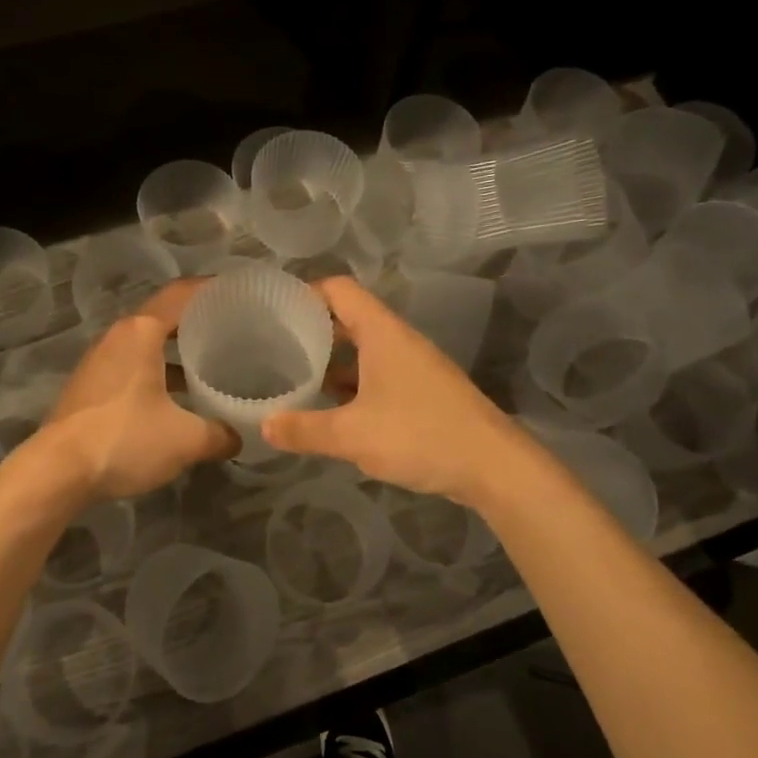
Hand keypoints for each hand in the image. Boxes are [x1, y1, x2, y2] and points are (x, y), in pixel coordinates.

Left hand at [40, 279, 238, 499]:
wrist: (57, 472)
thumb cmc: (124, 439)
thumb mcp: (185, 440)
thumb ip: (219, 434)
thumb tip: (238, 437)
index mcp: (140, 332)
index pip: (181, 294)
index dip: (212, 289)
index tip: (240, 293)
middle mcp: (117, 337)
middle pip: (163, 318)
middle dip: (198, 323)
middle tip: (234, 333)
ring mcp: (99, 362)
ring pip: (146, 346)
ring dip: (177, 353)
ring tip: (211, 366)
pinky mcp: (90, 387)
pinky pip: (132, 367)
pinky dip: (158, 373)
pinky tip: (178, 399)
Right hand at [262, 277, 526, 506]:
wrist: (494, 467)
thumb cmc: (420, 436)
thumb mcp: (352, 435)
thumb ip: (305, 429)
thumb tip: (264, 425)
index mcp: (382, 333)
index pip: (339, 290)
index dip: (306, 292)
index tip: (274, 311)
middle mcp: (399, 341)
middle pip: (350, 319)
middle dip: (313, 330)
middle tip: (275, 347)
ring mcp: (414, 367)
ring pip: (364, 351)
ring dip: (333, 361)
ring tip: (295, 377)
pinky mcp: (424, 393)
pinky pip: (378, 376)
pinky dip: (353, 384)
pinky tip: (333, 409)